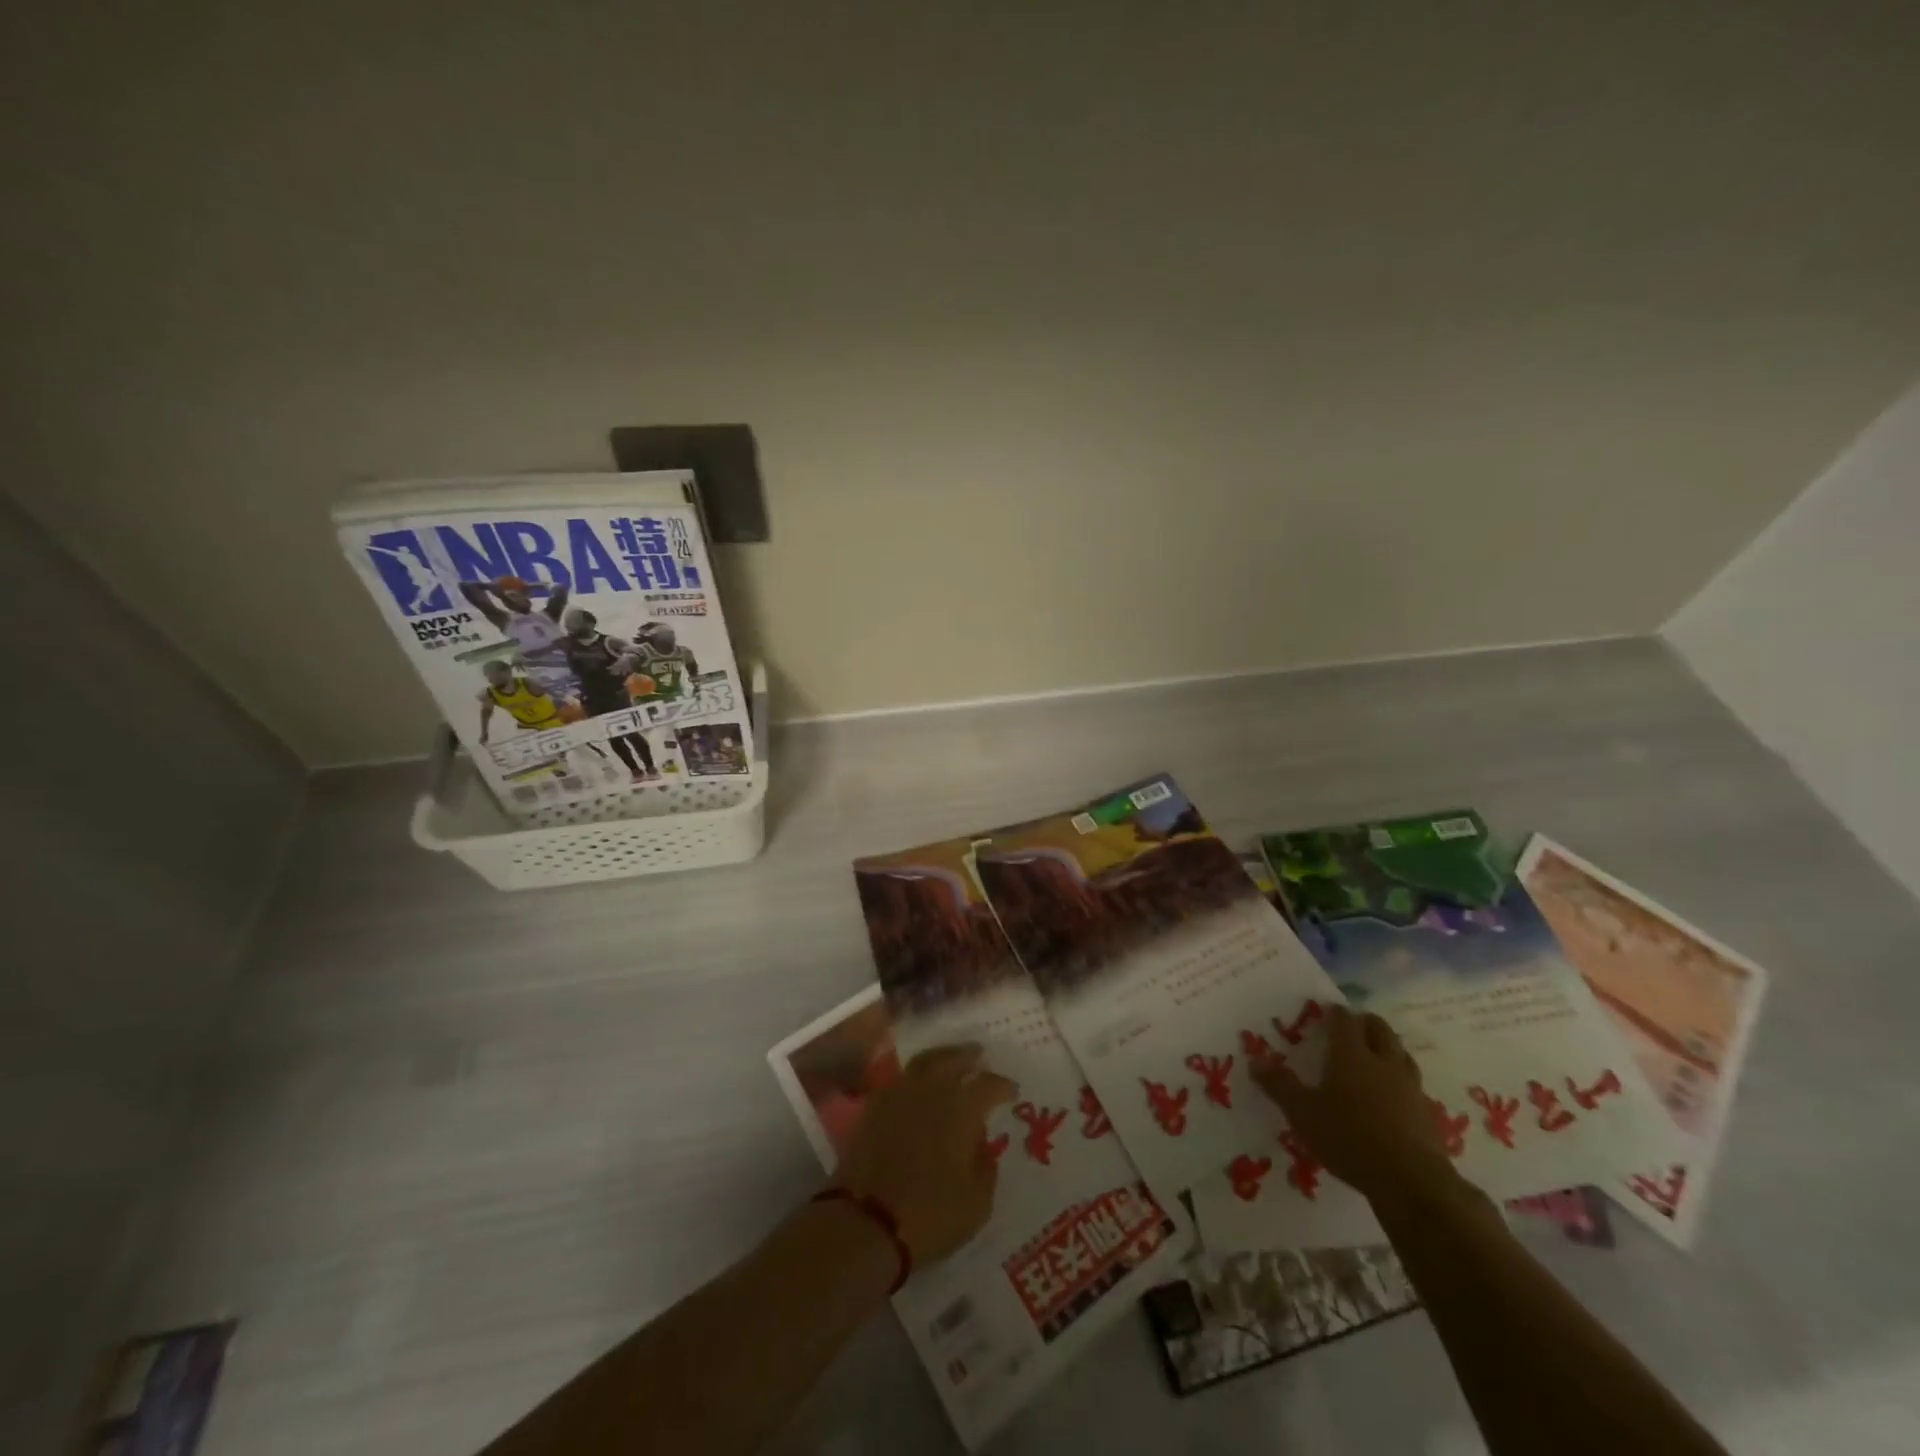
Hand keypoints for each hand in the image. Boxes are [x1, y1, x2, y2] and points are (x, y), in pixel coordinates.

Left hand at [831, 1044, 1015, 1264]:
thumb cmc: (930, 1214)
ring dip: (940, 1058)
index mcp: (961, 1108)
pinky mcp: (873, 1107)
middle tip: (978, 1054)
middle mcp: (931, 1090)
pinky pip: (899, 1080)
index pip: (987, 1084)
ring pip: (923, 1062)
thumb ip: (986, 1167)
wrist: (866, 1222)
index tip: (1011, 1090)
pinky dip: (913, 1078)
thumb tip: (982, 1145)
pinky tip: (918, 1087)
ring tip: (949, 1062)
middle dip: (968, 1055)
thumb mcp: (977, 1203)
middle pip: (951, 1059)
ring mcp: (898, 1094)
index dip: (1002, 1085)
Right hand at [1252, 1004, 1456, 1204]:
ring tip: (1374, 1057)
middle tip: (1352, 1027)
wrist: (1412, 1182)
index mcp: (1352, 1055)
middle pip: (1380, 1029)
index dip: (1335, 1012)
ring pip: (1401, 1054)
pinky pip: (1413, 1085)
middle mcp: (1383, 1062)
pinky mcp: (1427, 1114)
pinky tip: (1393, 1097)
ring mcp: (1410, 1087)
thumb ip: (1280, 1085)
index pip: (1344, 1020)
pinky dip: (1401, 1081)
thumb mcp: (1303, 1113)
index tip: (1326, 1012)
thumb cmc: (1349, 1138)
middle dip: (1365, 1023)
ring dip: (1388, 1048)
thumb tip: (1255, 1060)